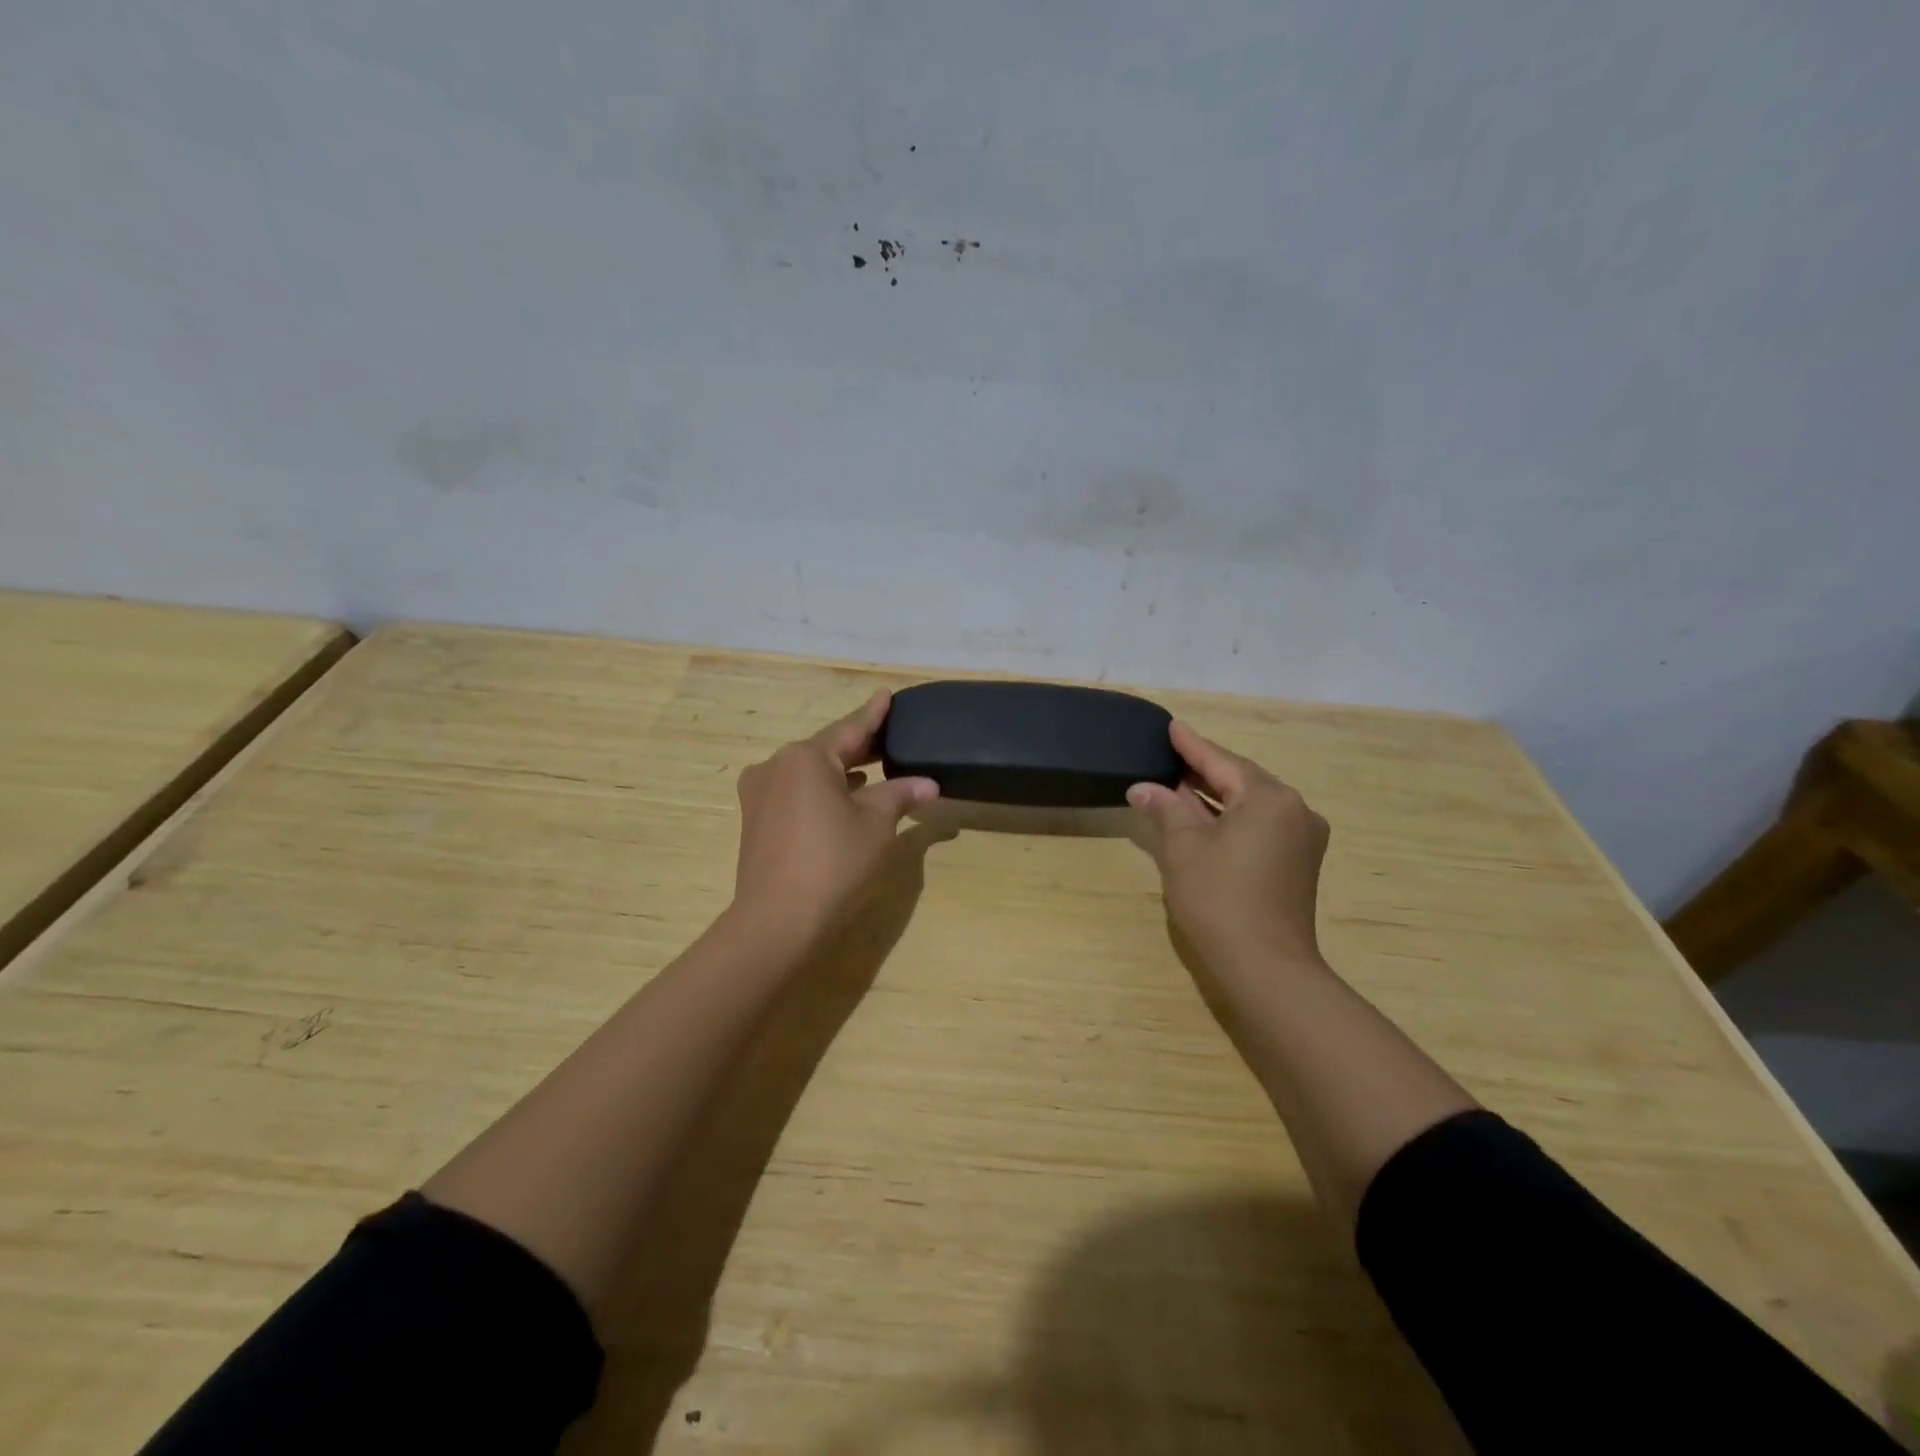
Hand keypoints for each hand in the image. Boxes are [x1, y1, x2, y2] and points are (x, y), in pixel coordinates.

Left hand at [731, 690, 938, 945]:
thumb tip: (928, 784)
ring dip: (841, 770)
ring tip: (873, 767)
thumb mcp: (876, 824)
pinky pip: (796, 791)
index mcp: (806, 757)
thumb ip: (900, 795)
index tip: (886, 695)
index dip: (874, 714)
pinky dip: (822, 790)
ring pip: (810, 771)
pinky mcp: (756, 818)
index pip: (850, 728)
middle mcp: (777, 765)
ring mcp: (761, 792)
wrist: (778, 920)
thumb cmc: (833, 862)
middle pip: (827, 748)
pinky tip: (843, 797)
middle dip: (860, 746)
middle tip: (890, 736)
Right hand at [1128, 722, 1330, 969]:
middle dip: (1204, 769)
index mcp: (1269, 798)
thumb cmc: (1219, 899)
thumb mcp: (1183, 848)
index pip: (1221, 761)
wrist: (1267, 967)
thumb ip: (1165, 809)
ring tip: (1180, 782)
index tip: (1171, 726)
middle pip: (1241, 779)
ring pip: (1252, 803)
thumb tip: (1143, 788)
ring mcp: (1303, 837)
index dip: (1191, 745)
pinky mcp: (1300, 861)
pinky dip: (1232, 817)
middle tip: (1170, 754)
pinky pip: (1261, 824)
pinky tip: (1206, 816)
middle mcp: (1295, 809)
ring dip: (1216, 795)